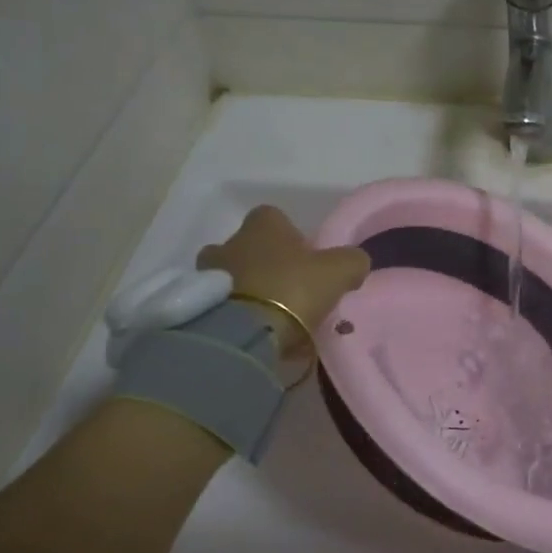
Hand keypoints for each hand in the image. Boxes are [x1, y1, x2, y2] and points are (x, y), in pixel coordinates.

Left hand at [198, 206, 369, 353]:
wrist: (242, 334)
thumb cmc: (292, 289)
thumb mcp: (339, 271)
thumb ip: (351, 260)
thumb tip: (354, 262)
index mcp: (262, 226)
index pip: (274, 217)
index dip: (290, 236)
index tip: (305, 258)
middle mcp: (229, 242)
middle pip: (248, 247)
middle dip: (264, 264)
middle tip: (288, 289)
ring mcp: (207, 275)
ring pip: (231, 276)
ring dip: (246, 290)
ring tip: (270, 316)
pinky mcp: (197, 307)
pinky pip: (220, 305)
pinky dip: (235, 314)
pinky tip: (255, 332)